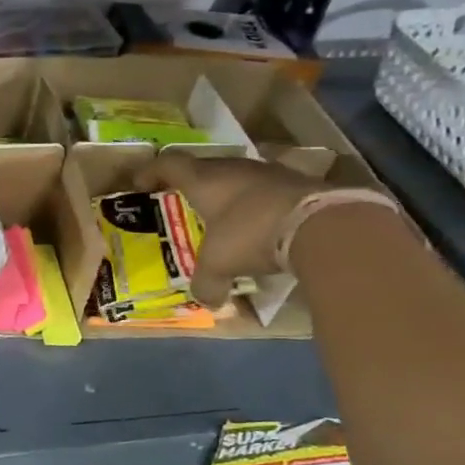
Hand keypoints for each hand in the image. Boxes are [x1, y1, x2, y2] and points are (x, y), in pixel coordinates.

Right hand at [134, 152, 328, 304]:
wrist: (323, 225)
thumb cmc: (252, 235)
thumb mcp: (220, 265)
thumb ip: (206, 283)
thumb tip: (207, 301)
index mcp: (205, 179)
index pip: (168, 163)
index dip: (151, 171)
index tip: (140, 185)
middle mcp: (234, 168)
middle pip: (204, 167)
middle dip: (190, 184)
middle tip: (182, 203)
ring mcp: (269, 172)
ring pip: (238, 177)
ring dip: (227, 194)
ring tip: (223, 217)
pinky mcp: (298, 183)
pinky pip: (266, 190)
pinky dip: (257, 205)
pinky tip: (261, 225)